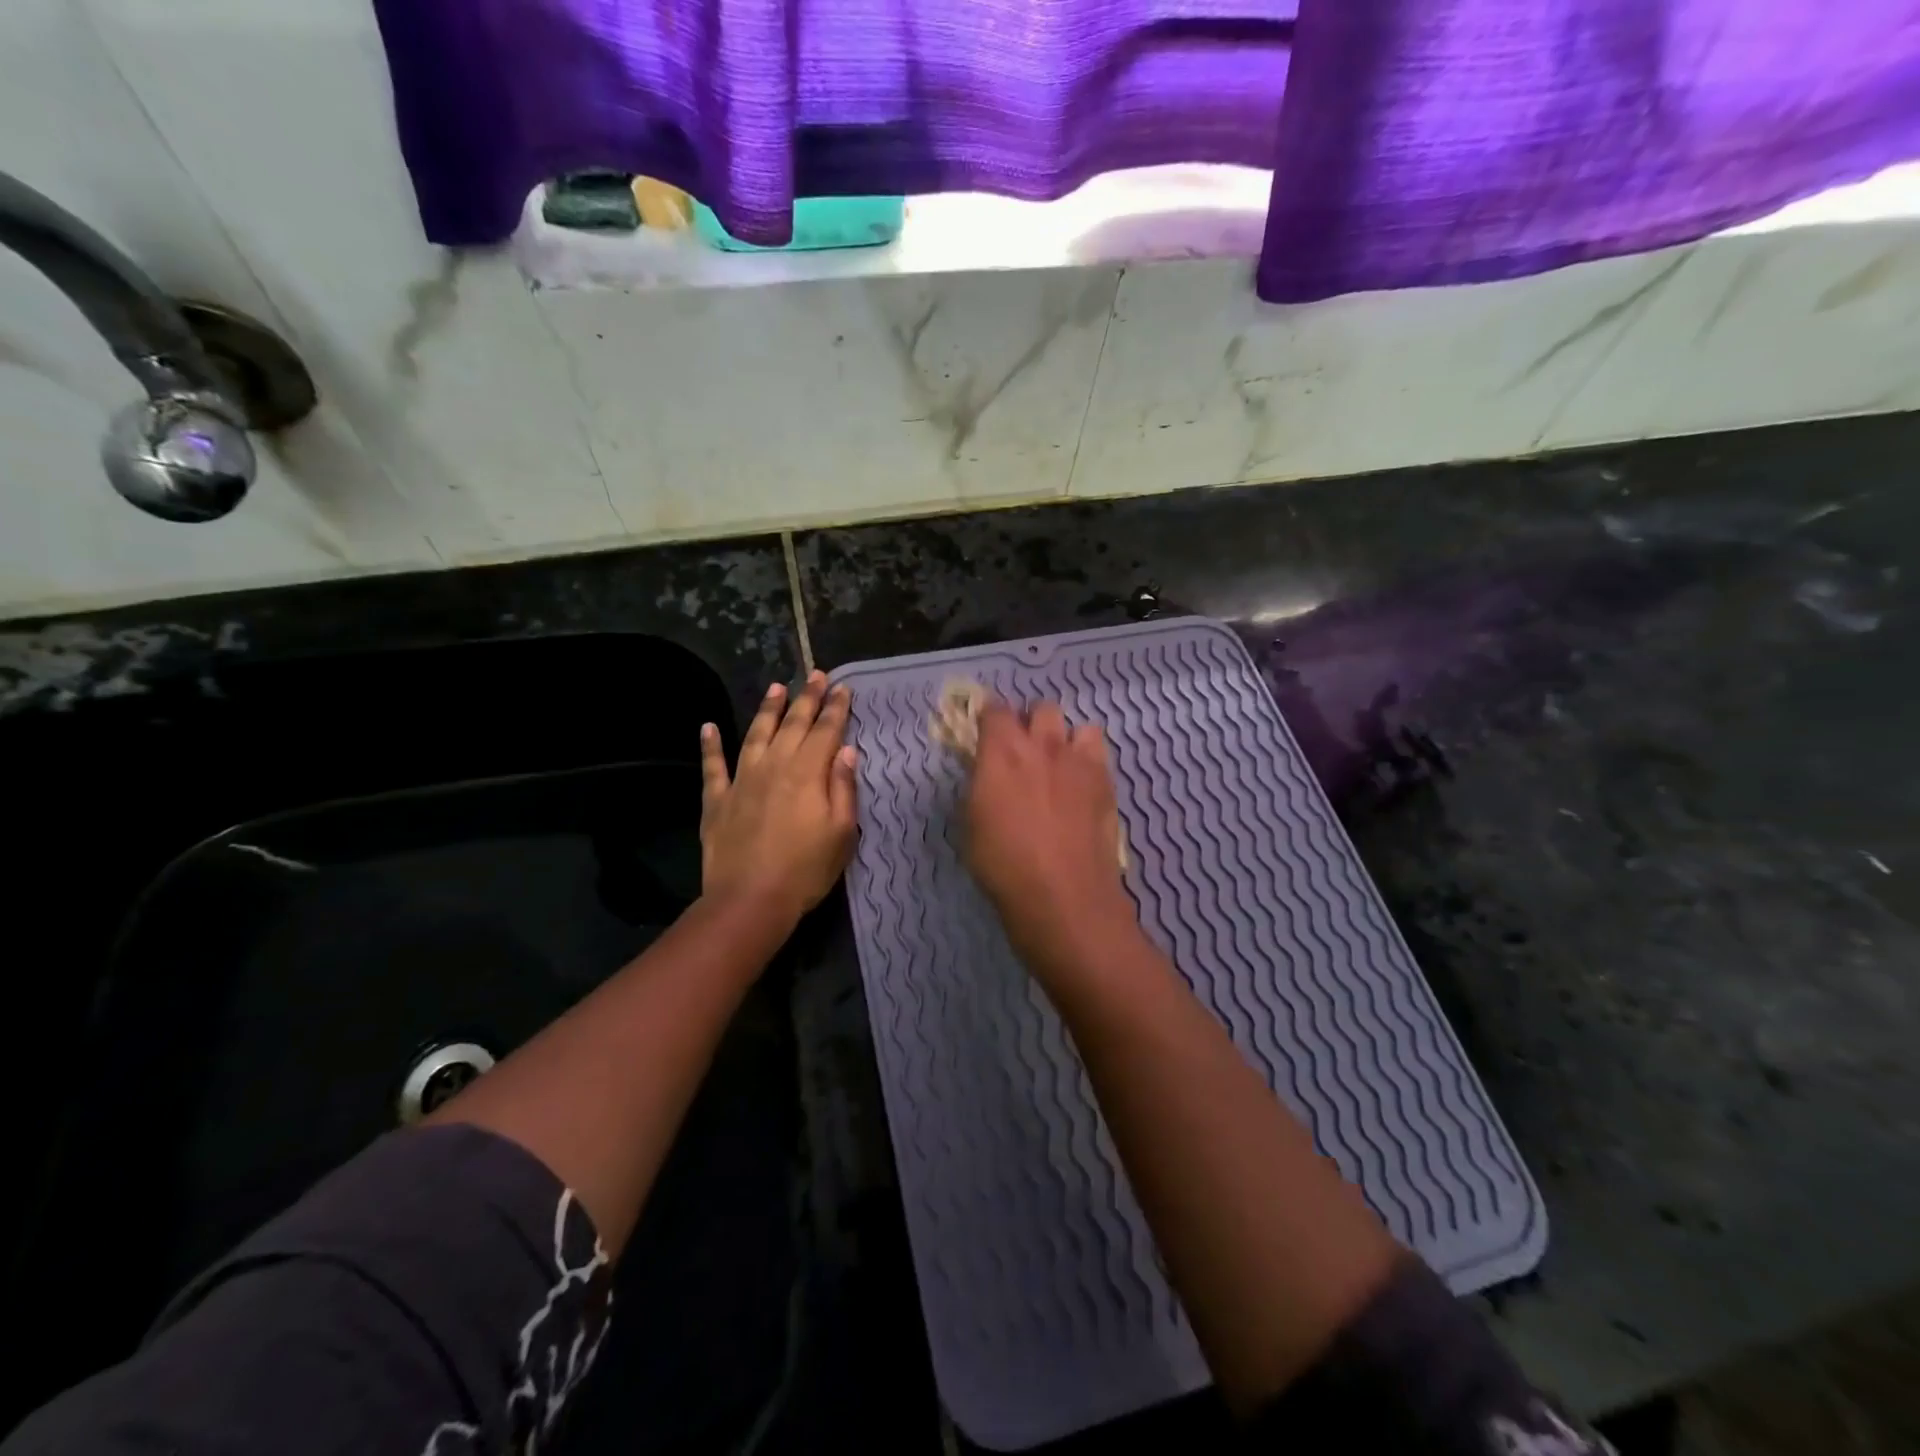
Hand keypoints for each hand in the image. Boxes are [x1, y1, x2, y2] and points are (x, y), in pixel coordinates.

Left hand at [700, 671, 858, 929]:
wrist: (750, 899)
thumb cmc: (806, 869)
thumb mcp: (841, 832)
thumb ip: (843, 787)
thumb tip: (846, 750)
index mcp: (808, 772)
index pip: (826, 731)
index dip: (836, 708)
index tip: (843, 688)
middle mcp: (775, 766)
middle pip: (793, 724)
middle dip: (806, 698)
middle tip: (815, 675)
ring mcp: (742, 780)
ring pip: (756, 734)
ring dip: (767, 710)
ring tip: (776, 688)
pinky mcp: (717, 799)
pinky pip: (713, 765)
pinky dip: (710, 744)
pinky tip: (708, 727)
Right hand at [963, 701, 1134, 977]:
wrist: (1063, 894)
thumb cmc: (1004, 865)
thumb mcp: (972, 824)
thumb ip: (980, 787)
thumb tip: (987, 774)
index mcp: (1002, 752)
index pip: (994, 709)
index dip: (990, 718)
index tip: (986, 734)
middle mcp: (1042, 746)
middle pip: (1041, 708)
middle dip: (1032, 722)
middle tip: (1025, 750)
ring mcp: (1080, 761)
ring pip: (1079, 725)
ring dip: (1067, 739)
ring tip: (1060, 764)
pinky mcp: (1106, 781)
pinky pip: (1100, 752)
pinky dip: (1089, 760)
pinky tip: (1082, 785)